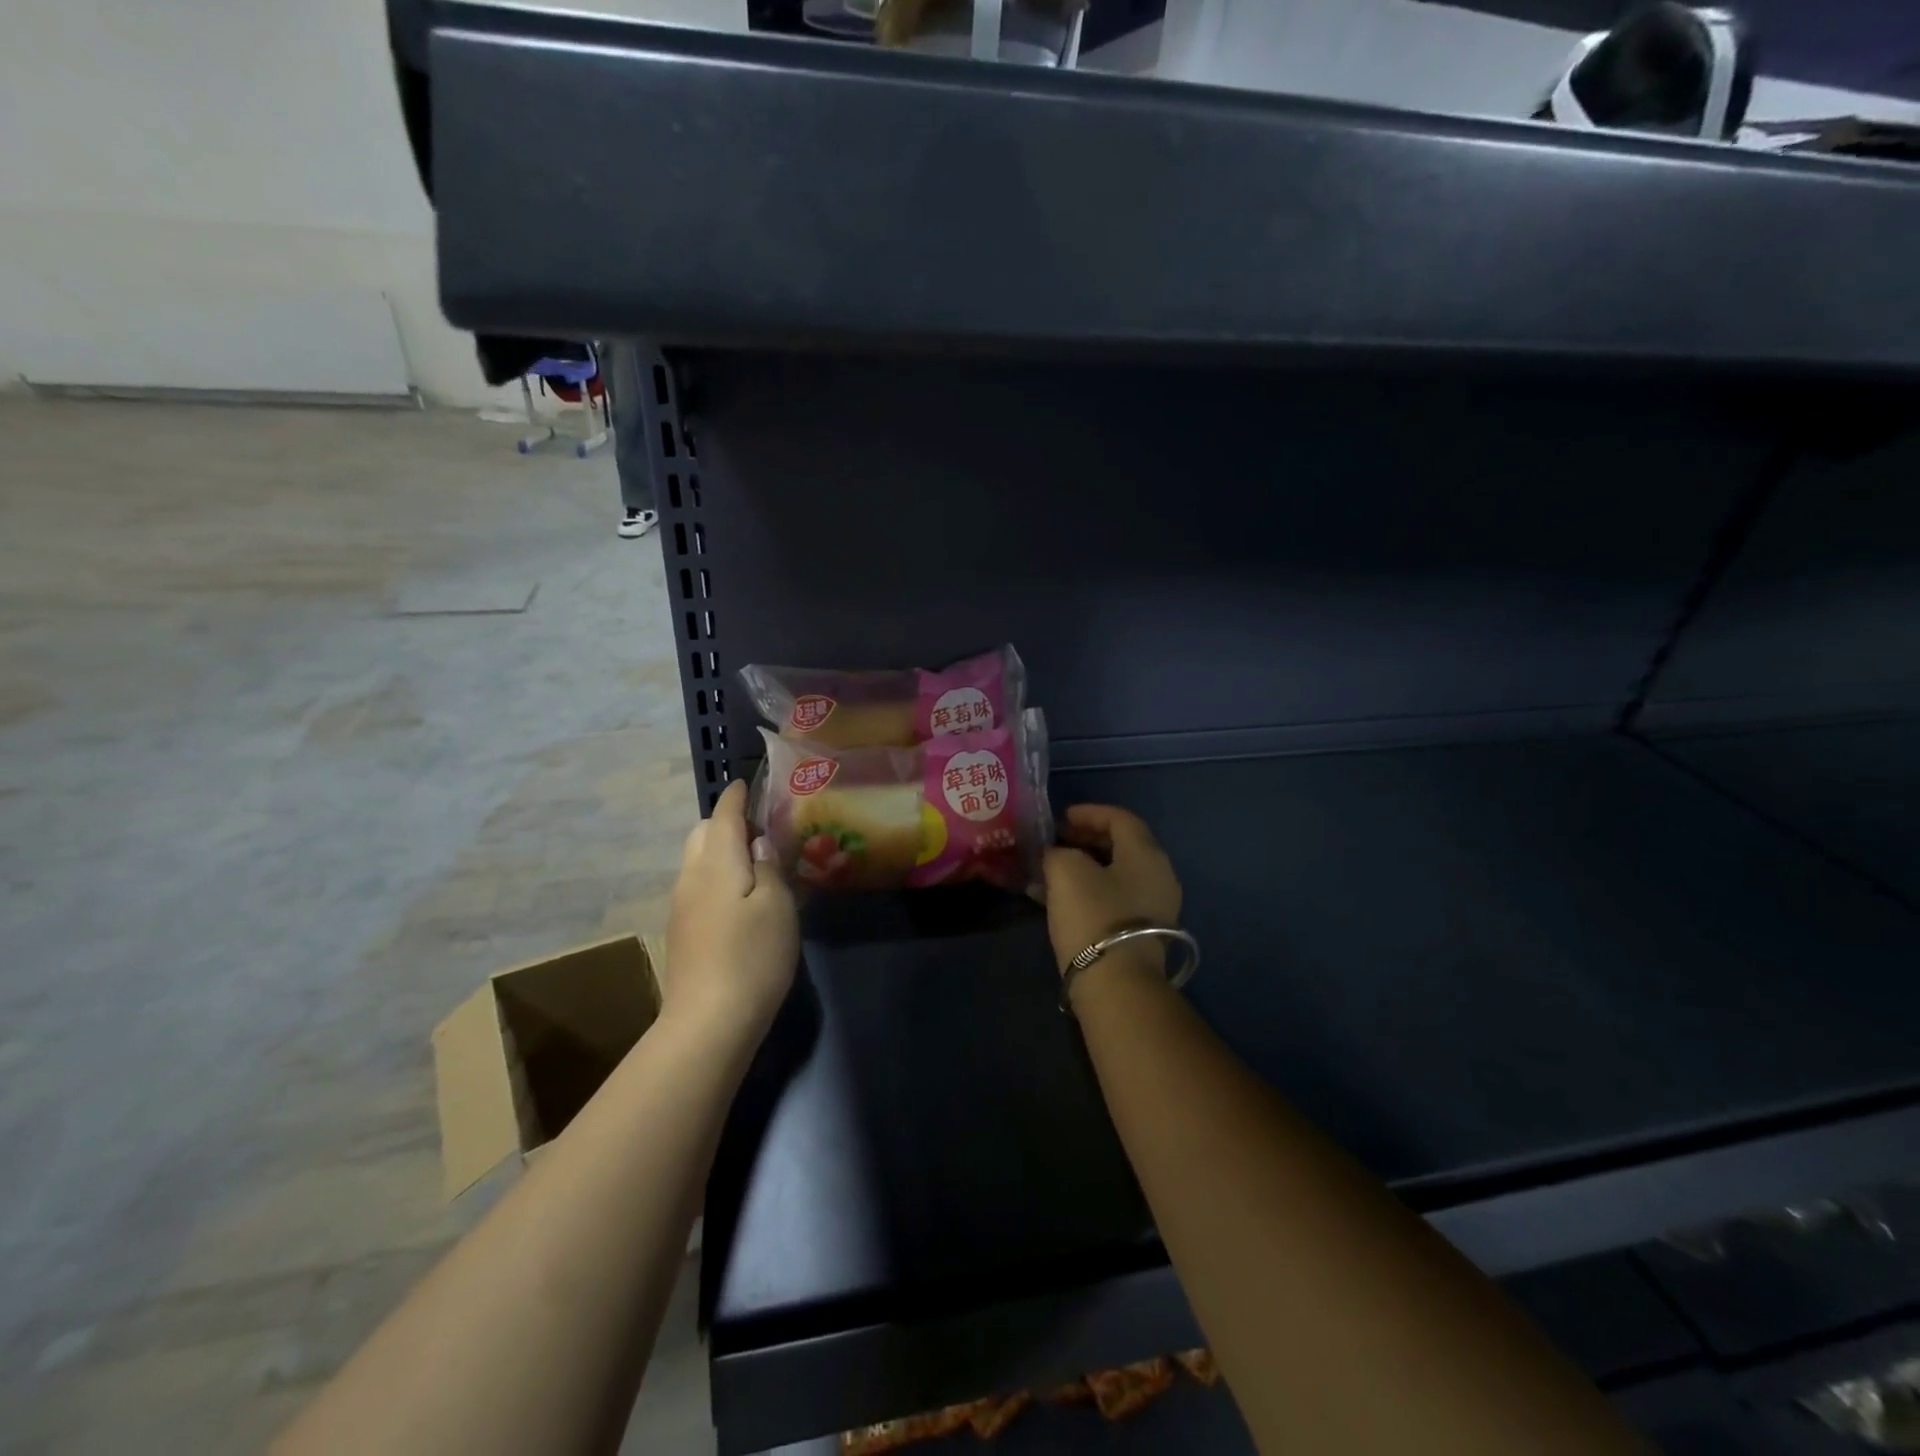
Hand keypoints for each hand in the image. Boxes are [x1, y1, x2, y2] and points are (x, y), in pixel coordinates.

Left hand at [664, 780, 799, 1038]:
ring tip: (757, 864)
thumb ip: (769, 867)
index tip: (749, 782)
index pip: (723, 814)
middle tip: (763, 833)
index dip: (737, 796)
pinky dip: (718, 876)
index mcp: (716, 861)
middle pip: (702, 834)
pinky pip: (698, 885)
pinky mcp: (683, 932)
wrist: (708, 1023)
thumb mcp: (777, 906)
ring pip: (698, 861)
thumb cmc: (752, 956)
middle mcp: (691, 876)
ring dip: (722, 852)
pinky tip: (742, 898)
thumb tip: (760, 843)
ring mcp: (682, 906)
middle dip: (726, 823)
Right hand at [1042, 804, 1182, 979]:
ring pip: (1117, 874)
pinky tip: (1062, 899)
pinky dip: (1090, 890)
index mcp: (1146, 853)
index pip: (1120, 818)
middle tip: (1056, 842)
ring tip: (1053, 870)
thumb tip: (1055, 854)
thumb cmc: (1093, 916)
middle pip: (1122, 845)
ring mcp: (1156, 906)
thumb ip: (1057, 852)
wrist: (1117, 985)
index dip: (1089, 812)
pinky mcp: (1143, 933)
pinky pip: (1116, 898)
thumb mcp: (1066, 871)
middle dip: (1086, 839)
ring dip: (1085, 867)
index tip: (1061, 818)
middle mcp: (1159, 875)